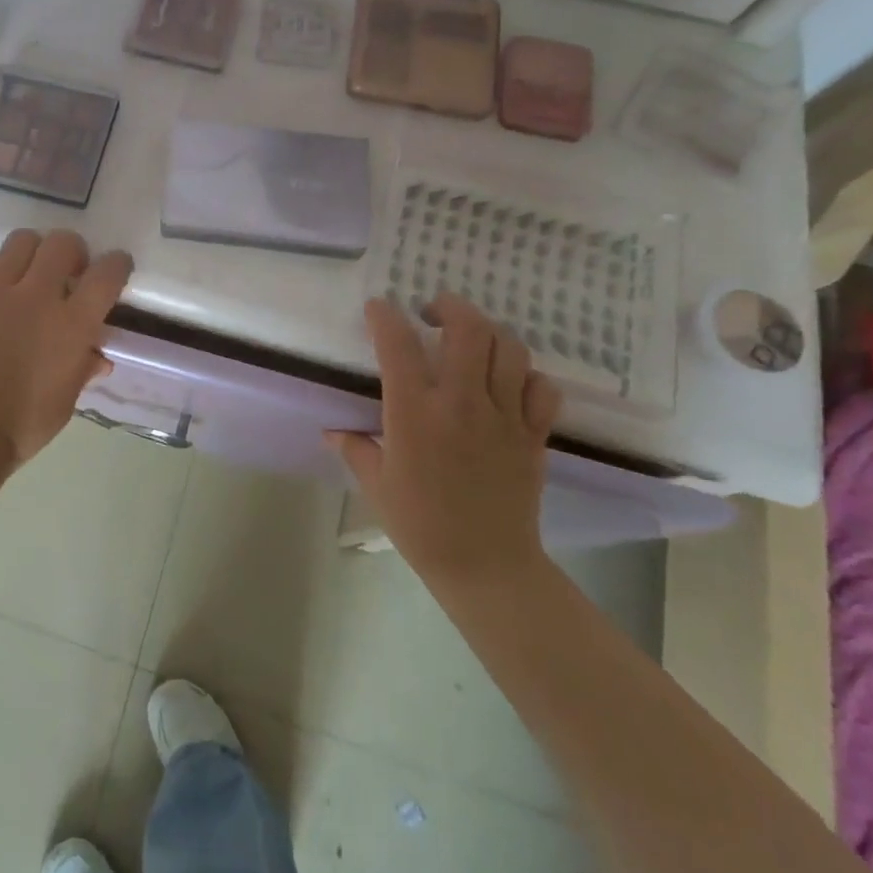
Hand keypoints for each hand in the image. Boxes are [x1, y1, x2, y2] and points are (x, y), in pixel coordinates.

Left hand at [0, 228, 132, 471]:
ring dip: (34, 252)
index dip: (118, 264)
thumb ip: (84, 367)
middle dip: (74, 251)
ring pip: (21, 241)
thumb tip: (98, 356)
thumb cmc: (26, 423)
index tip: (117, 267)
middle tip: (70, 271)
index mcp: (72, 325)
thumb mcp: (68, 398)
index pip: (106, 274)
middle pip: (63, 243)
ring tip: (30, 274)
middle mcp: (36, 298)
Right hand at [328, 294, 561, 593]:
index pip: (398, 345)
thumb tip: (331, 430)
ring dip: (489, 332)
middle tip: (434, 311)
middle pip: (468, 329)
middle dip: (450, 306)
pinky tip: (509, 381)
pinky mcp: (533, 434)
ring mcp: (504, 417)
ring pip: (509, 349)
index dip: (385, 316)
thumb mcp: (376, 483)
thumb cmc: (420, 524)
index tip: (378, 307)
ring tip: (472, 338)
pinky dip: (526, 375)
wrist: (485, 565)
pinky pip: (541, 388)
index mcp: (414, 414)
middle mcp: (461, 404)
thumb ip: (354, 447)